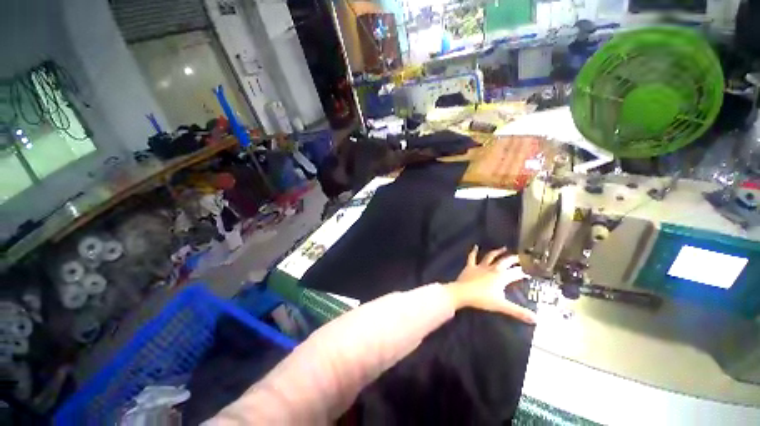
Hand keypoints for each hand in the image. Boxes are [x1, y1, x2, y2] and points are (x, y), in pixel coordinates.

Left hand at [446, 246, 536, 324]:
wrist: (463, 293)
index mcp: (502, 277)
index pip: (516, 273)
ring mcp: (480, 266)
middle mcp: (492, 268)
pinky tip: (475, 246)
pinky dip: (474, 251)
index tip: (531, 270)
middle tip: (521, 257)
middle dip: (514, 259)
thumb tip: (536, 319)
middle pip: (505, 261)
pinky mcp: (470, 266)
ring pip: (490, 256)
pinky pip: (472, 257)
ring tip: (504, 248)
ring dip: (497, 252)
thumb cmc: (482, 299)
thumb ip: (519, 312)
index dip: (524, 272)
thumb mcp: (502, 306)